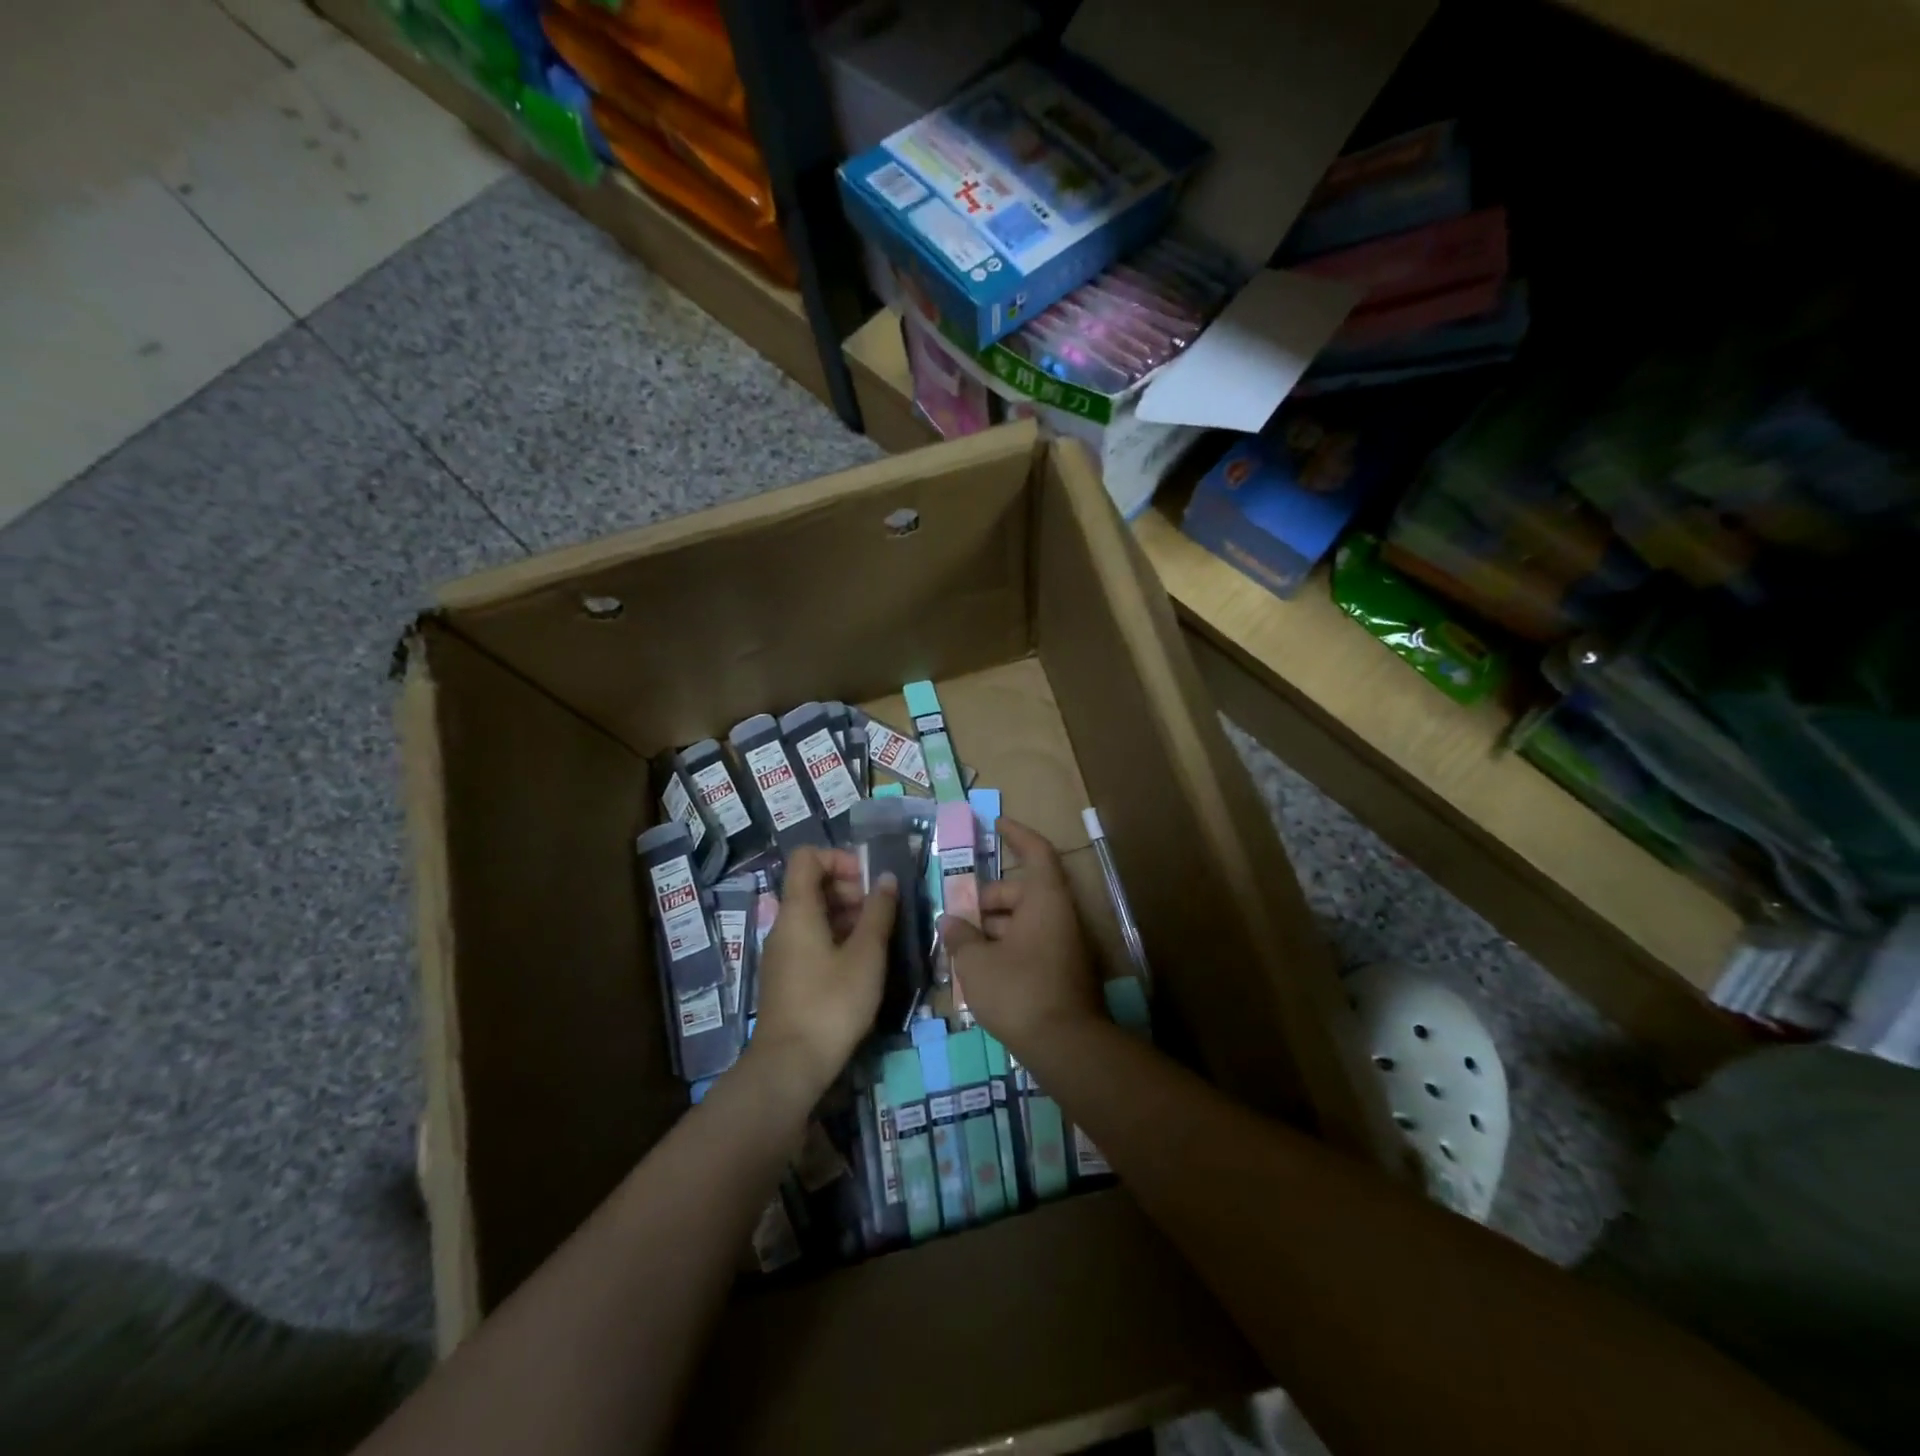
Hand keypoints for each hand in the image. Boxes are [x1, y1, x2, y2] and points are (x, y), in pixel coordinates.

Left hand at [751, 846, 896, 1097]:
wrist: (789, 1066)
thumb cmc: (831, 1003)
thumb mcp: (866, 955)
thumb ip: (878, 912)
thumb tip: (886, 878)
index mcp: (798, 910)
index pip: (807, 857)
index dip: (839, 857)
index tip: (869, 879)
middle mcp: (784, 924)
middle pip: (812, 884)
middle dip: (850, 887)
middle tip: (880, 911)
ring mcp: (783, 951)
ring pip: (815, 913)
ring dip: (847, 914)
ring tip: (878, 937)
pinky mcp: (787, 975)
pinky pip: (811, 939)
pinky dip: (837, 937)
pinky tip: (861, 962)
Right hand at [938, 818, 1101, 1057]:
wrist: (1066, 1046)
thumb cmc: (1019, 990)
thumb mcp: (977, 963)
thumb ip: (961, 936)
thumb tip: (950, 921)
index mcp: (1045, 900)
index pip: (1036, 852)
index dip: (1016, 834)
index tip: (996, 824)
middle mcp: (1060, 915)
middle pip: (1022, 891)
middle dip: (987, 899)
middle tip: (956, 915)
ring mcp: (1065, 945)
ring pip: (1024, 921)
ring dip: (993, 927)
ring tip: (960, 945)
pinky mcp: (1063, 971)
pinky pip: (1031, 944)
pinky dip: (1006, 947)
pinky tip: (980, 969)